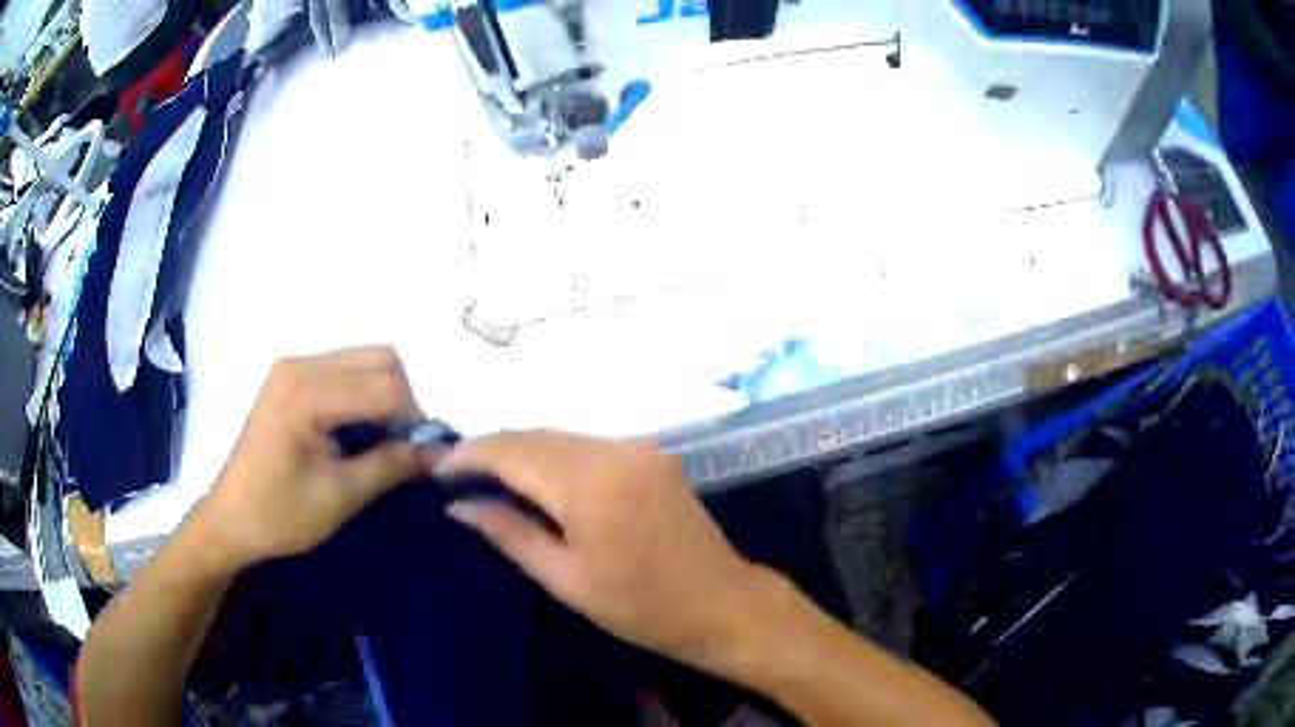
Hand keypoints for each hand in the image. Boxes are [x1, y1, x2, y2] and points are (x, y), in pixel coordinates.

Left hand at [188, 346, 426, 576]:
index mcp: (307, 391)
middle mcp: (301, 364)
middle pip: (380, 359)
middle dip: (403, 400)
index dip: (414, 421)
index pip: (386, 386)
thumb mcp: (340, 496)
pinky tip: (356, 431)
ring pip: (366, 360)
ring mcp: (294, 366)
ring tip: (380, 440)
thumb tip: (438, 450)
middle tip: (401, 446)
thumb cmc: (279, 514)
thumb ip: (391, 465)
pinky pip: (345, 370)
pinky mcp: (291, 377)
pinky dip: (364, 395)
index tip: (423, 458)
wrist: (231, 519)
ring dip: (385, 396)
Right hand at [438, 431, 780, 668]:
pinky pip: (587, 444)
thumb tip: (457, 504)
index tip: (435, 467)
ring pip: (560, 436)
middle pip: (535, 435)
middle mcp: (613, 451)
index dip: (469, 455)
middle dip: (490, 448)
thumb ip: (509, 533)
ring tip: (485, 474)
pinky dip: (553, 454)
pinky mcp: (650, 454)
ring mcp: (636, 449)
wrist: (720, 603)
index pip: (513, 453)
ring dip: (520, 449)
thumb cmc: (639, 608)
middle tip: (454, 471)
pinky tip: (534, 476)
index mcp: (589, 485)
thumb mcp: (565, 579)